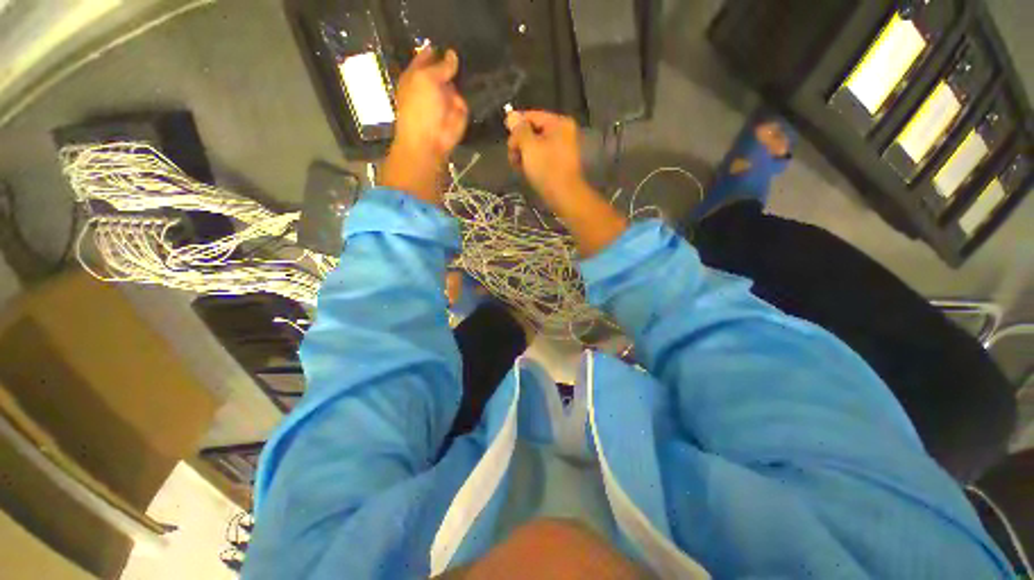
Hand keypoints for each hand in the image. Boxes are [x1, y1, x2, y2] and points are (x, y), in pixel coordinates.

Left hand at [383, 47, 468, 203]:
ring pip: (459, 82)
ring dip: (466, 75)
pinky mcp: (461, 112)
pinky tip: (484, 78)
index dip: (438, 48)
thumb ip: (440, 66)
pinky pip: (468, 98)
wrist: (430, 142)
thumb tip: (452, 54)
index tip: (451, 36)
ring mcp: (448, 98)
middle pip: (446, 68)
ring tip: (480, 59)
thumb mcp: (426, 79)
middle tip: (470, 45)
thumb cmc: (420, 108)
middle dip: (455, 61)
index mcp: (418, 75)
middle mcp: (433, 85)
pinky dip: (474, 92)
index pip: (428, 56)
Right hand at [505, 110, 586, 205]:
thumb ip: (519, 130)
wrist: (564, 196)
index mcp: (558, 123)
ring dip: (523, 154)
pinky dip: (531, 162)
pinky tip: (525, 171)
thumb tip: (511, 114)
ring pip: (535, 146)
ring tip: (517, 166)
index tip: (505, 135)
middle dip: (519, 143)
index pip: (532, 116)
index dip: (516, 124)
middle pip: (533, 131)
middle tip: (512, 156)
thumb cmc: (547, 169)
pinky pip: (541, 157)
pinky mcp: (558, 164)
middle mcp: (562, 133)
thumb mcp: (529, 146)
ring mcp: (561, 149)